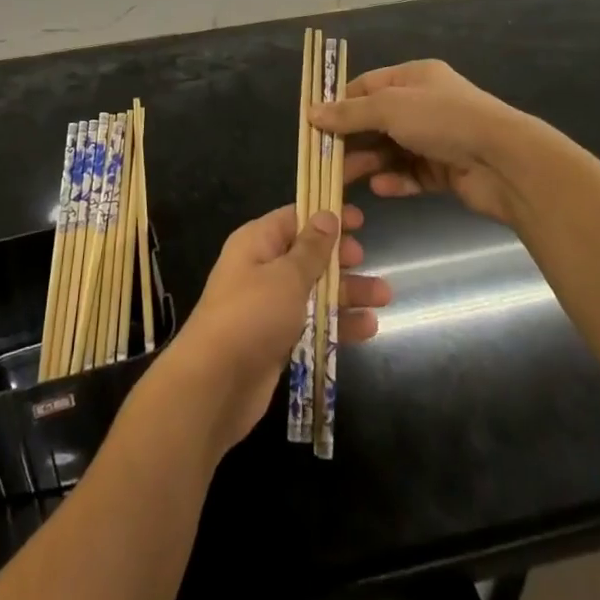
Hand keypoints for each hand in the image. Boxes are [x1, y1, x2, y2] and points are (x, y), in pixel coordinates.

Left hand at [158, 203, 390, 454]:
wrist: (215, 384)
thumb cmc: (252, 316)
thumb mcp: (286, 276)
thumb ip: (311, 249)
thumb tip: (326, 215)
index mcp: (257, 243)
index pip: (294, 219)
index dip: (325, 217)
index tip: (359, 220)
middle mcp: (261, 269)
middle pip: (308, 256)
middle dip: (340, 258)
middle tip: (368, 260)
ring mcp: (269, 306)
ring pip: (314, 291)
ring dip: (347, 293)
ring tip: (385, 297)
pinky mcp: (277, 340)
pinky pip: (312, 323)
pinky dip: (337, 323)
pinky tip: (368, 328)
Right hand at [313, 59, 544, 225]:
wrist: (505, 161)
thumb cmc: (443, 120)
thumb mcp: (389, 108)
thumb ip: (349, 113)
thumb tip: (311, 112)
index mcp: (415, 77)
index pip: (368, 86)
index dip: (341, 103)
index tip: (315, 123)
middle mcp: (425, 104)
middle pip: (377, 120)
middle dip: (351, 139)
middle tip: (323, 158)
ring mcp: (437, 138)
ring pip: (392, 149)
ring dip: (369, 162)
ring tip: (344, 179)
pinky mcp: (447, 170)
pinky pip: (412, 173)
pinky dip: (396, 180)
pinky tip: (381, 188)